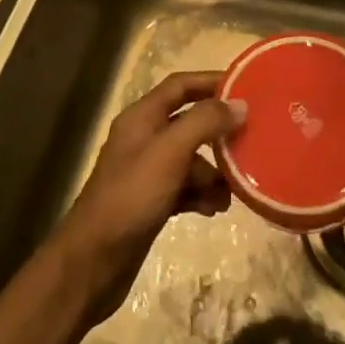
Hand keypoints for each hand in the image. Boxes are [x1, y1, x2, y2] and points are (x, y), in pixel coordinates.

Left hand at [46, 71, 245, 328]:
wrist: (93, 262)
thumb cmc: (131, 197)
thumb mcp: (170, 153)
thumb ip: (204, 123)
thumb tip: (240, 105)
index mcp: (142, 117)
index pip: (180, 85)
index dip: (211, 81)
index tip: (246, 88)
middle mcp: (144, 138)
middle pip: (189, 122)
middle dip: (218, 133)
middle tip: (251, 141)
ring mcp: (147, 172)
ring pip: (190, 159)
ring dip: (213, 172)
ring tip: (232, 191)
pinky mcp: (151, 201)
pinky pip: (185, 188)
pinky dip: (201, 194)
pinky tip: (215, 209)